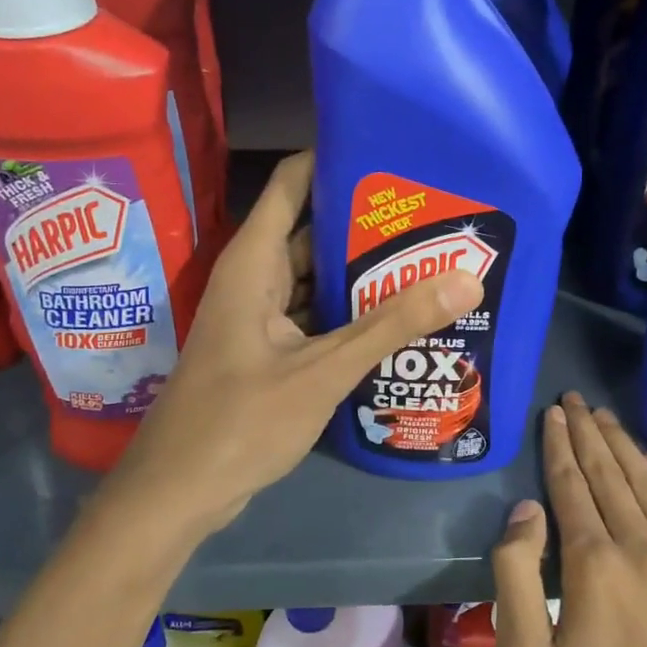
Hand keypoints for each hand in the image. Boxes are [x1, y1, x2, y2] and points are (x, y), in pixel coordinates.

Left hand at [104, 151, 482, 534]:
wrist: (179, 492)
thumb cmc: (240, 422)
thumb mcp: (323, 371)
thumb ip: (391, 325)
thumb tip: (467, 279)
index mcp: (253, 262)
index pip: (294, 182)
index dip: (337, 159)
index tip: (395, 154)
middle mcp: (255, 279)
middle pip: (312, 229)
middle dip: (367, 220)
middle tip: (434, 211)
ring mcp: (261, 317)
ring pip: (316, 277)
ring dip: (363, 271)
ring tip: (430, 256)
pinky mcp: (269, 351)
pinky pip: (315, 316)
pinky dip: (350, 312)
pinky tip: (398, 316)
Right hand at [492, 393, 646, 646]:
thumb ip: (517, 577)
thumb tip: (526, 511)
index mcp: (596, 566)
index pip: (572, 486)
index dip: (560, 445)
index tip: (554, 412)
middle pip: (613, 475)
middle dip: (590, 433)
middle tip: (575, 400)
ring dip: (627, 447)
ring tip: (606, 418)